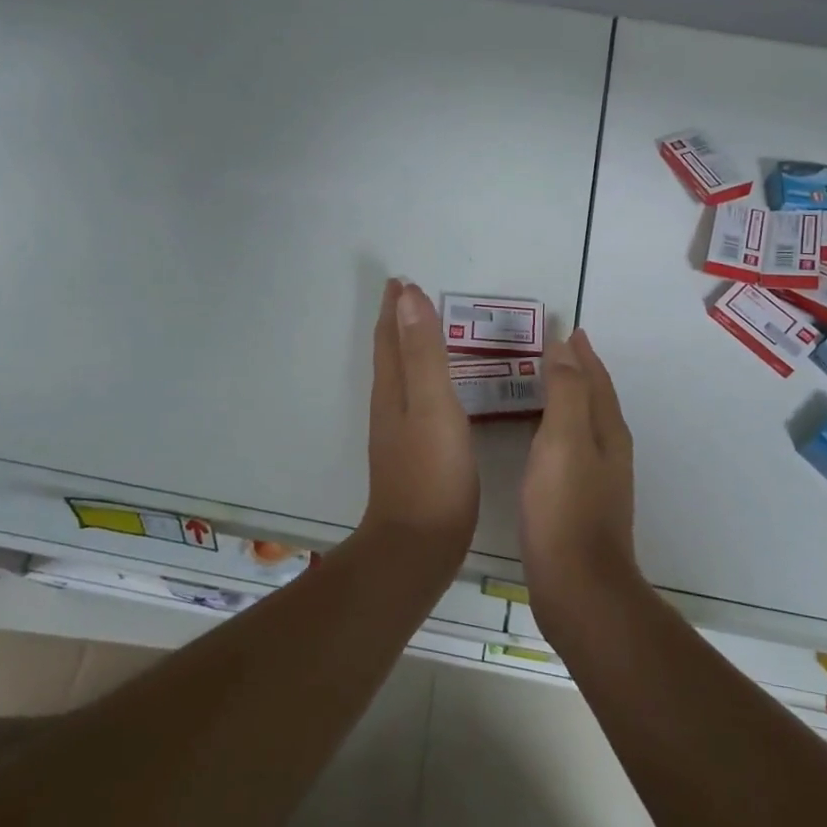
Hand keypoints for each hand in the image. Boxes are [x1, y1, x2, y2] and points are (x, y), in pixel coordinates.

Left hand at [360, 279, 479, 557]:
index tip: (400, 280)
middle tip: (408, 297)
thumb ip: (424, 352)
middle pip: (390, 355)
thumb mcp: (433, 405)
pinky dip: (422, 380)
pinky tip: (437, 392)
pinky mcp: (414, 456)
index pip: (391, 337)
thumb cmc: (432, 473)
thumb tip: (407, 297)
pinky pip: (415, 401)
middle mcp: (390, 407)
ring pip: (400, 378)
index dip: (395, 308)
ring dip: (407, 349)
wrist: (418, 546)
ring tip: (423, 332)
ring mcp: (399, 434)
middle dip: (397, 324)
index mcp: (394, 391)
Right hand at [519, 330, 636, 620]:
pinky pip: (567, 450)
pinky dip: (554, 430)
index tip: (567, 328)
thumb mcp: (563, 440)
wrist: (578, 588)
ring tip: (539, 385)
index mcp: (607, 432)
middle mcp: (608, 451)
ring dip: (565, 399)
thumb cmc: (566, 509)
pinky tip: (535, 441)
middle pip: (594, 399)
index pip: (595, 379)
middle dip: (576, 372)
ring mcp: (596, 480)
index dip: (582, 353)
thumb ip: (565, 391)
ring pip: (581, 425)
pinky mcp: (578, 504)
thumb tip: (565, 346)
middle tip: (550, 350)